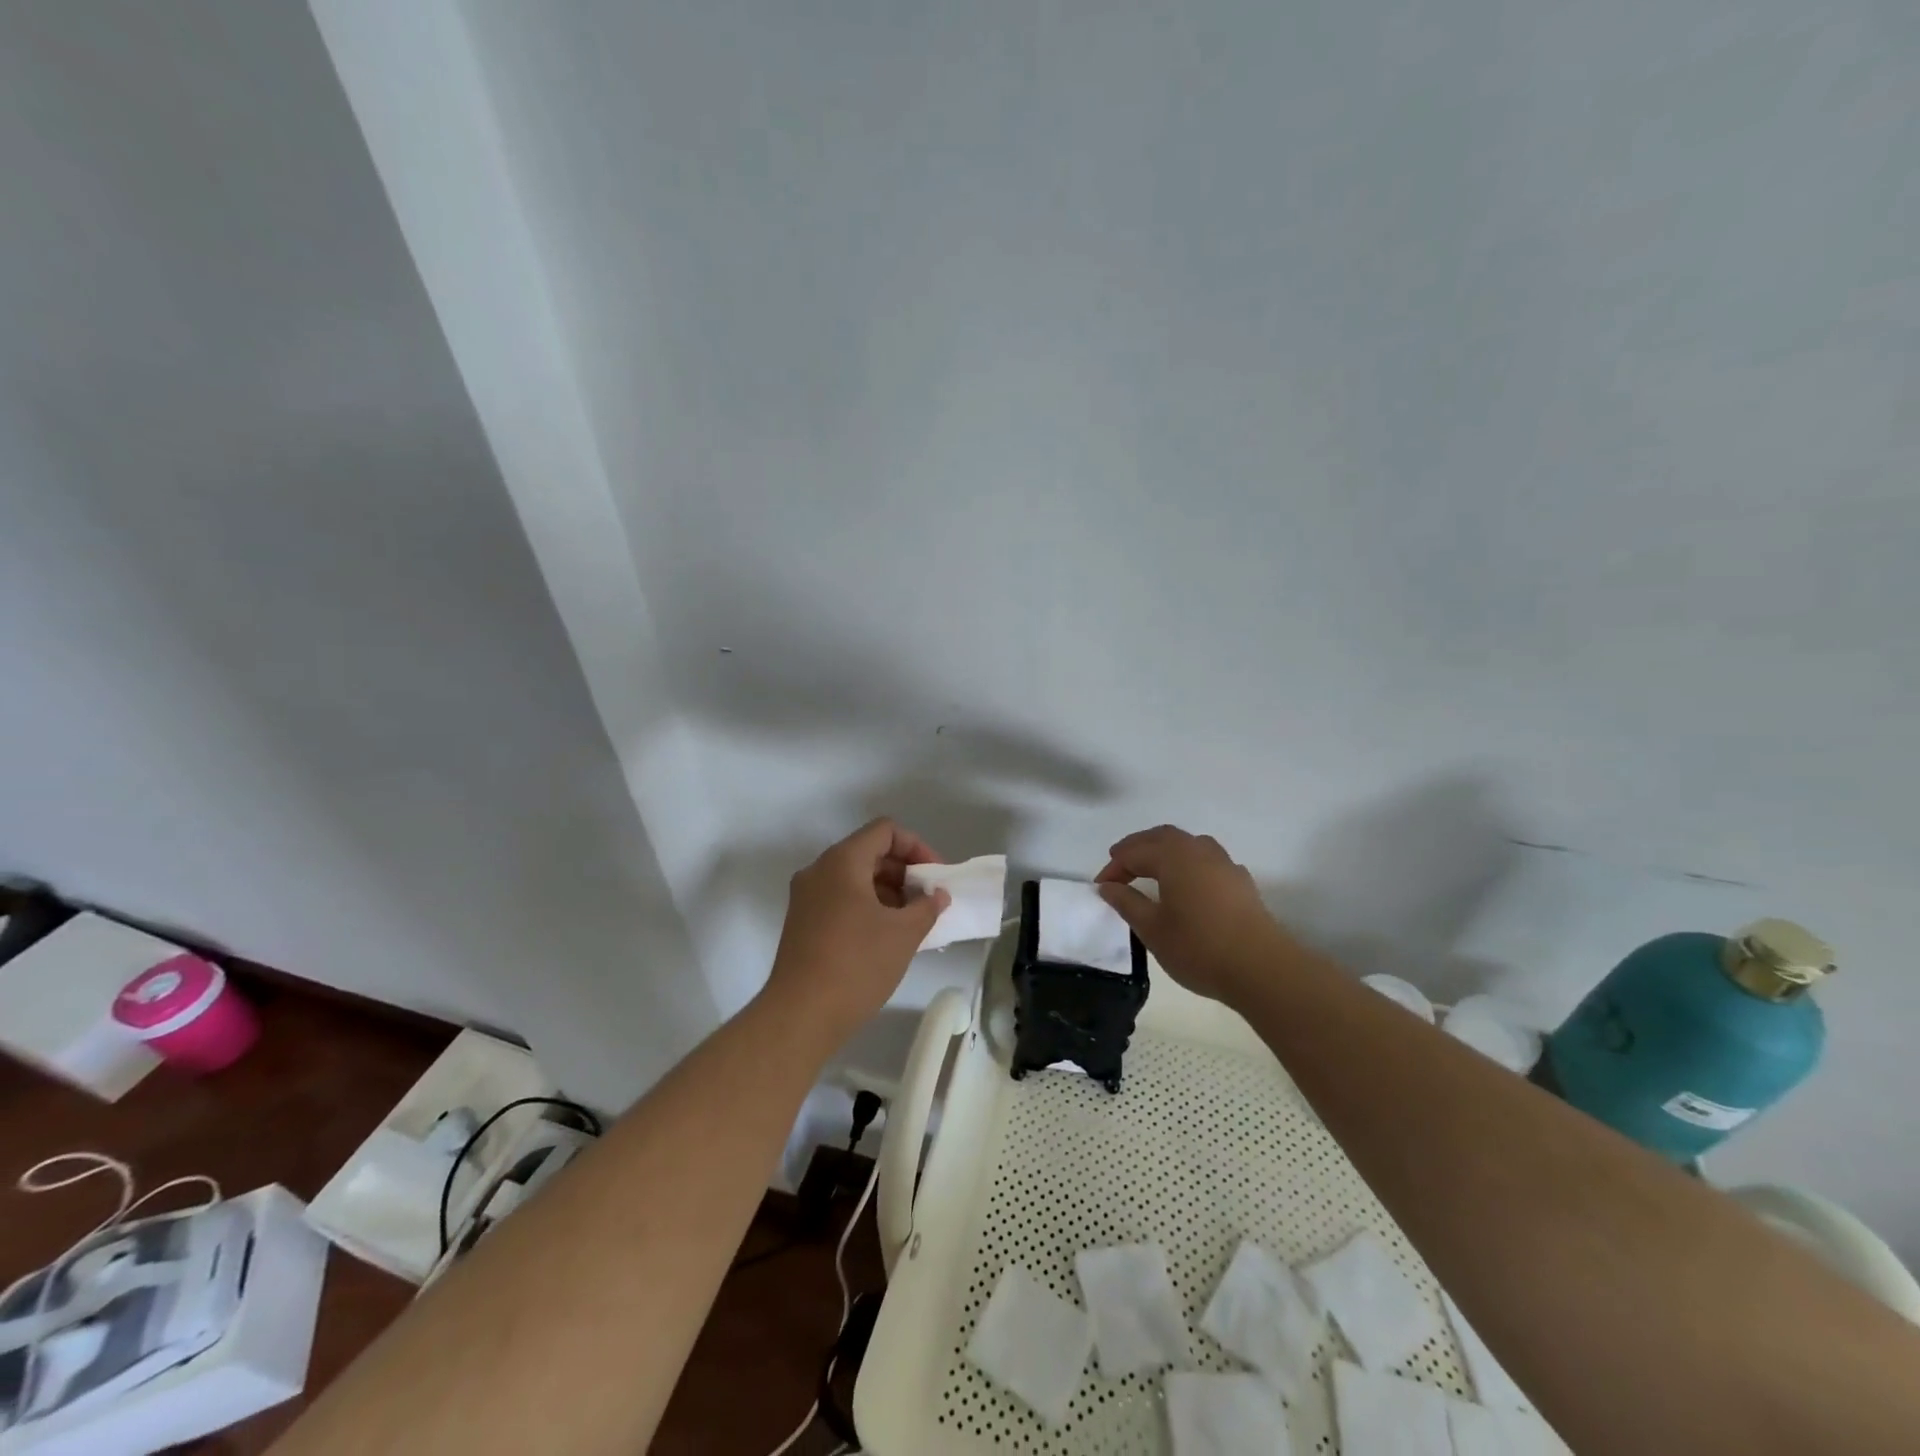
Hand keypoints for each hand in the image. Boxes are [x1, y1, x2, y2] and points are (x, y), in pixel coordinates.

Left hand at [764, 818, 949, 1044]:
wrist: (800, 1015)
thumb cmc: (857, 964)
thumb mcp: (903, 934)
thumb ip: (927, 906)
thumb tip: (937, 895)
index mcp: (842, 861)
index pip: (885, 831)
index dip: (917, 847)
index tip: (935, 877)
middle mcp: (819, 870)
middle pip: (869, 852)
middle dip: (904, 872)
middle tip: (928, 901)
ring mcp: (807, 897)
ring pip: (855, 878)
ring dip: (888, 892)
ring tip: (912, 922)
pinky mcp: (803, 922)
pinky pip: (841, 899)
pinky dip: (868, 907)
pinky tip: (887, 936)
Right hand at [1095, 825, 1292, 1005]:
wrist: (1261, 968)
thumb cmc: (1199, 947)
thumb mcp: (1152, 929)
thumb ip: (1127, 902)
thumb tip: (1108, 886)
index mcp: (1174, 856)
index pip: (1135, 852)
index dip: (1114, 867)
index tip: (1101, 887)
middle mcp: (1199, 850)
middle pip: (1162, 837)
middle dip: (1138, 848)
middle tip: (1119, 864)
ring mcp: (1224, 863)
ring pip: (1187, 845)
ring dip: (1164, 851)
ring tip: (1151, 869)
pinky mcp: (1241, 881)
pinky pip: (1206, 860)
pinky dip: (1187, 864)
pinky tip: (1186, 884)